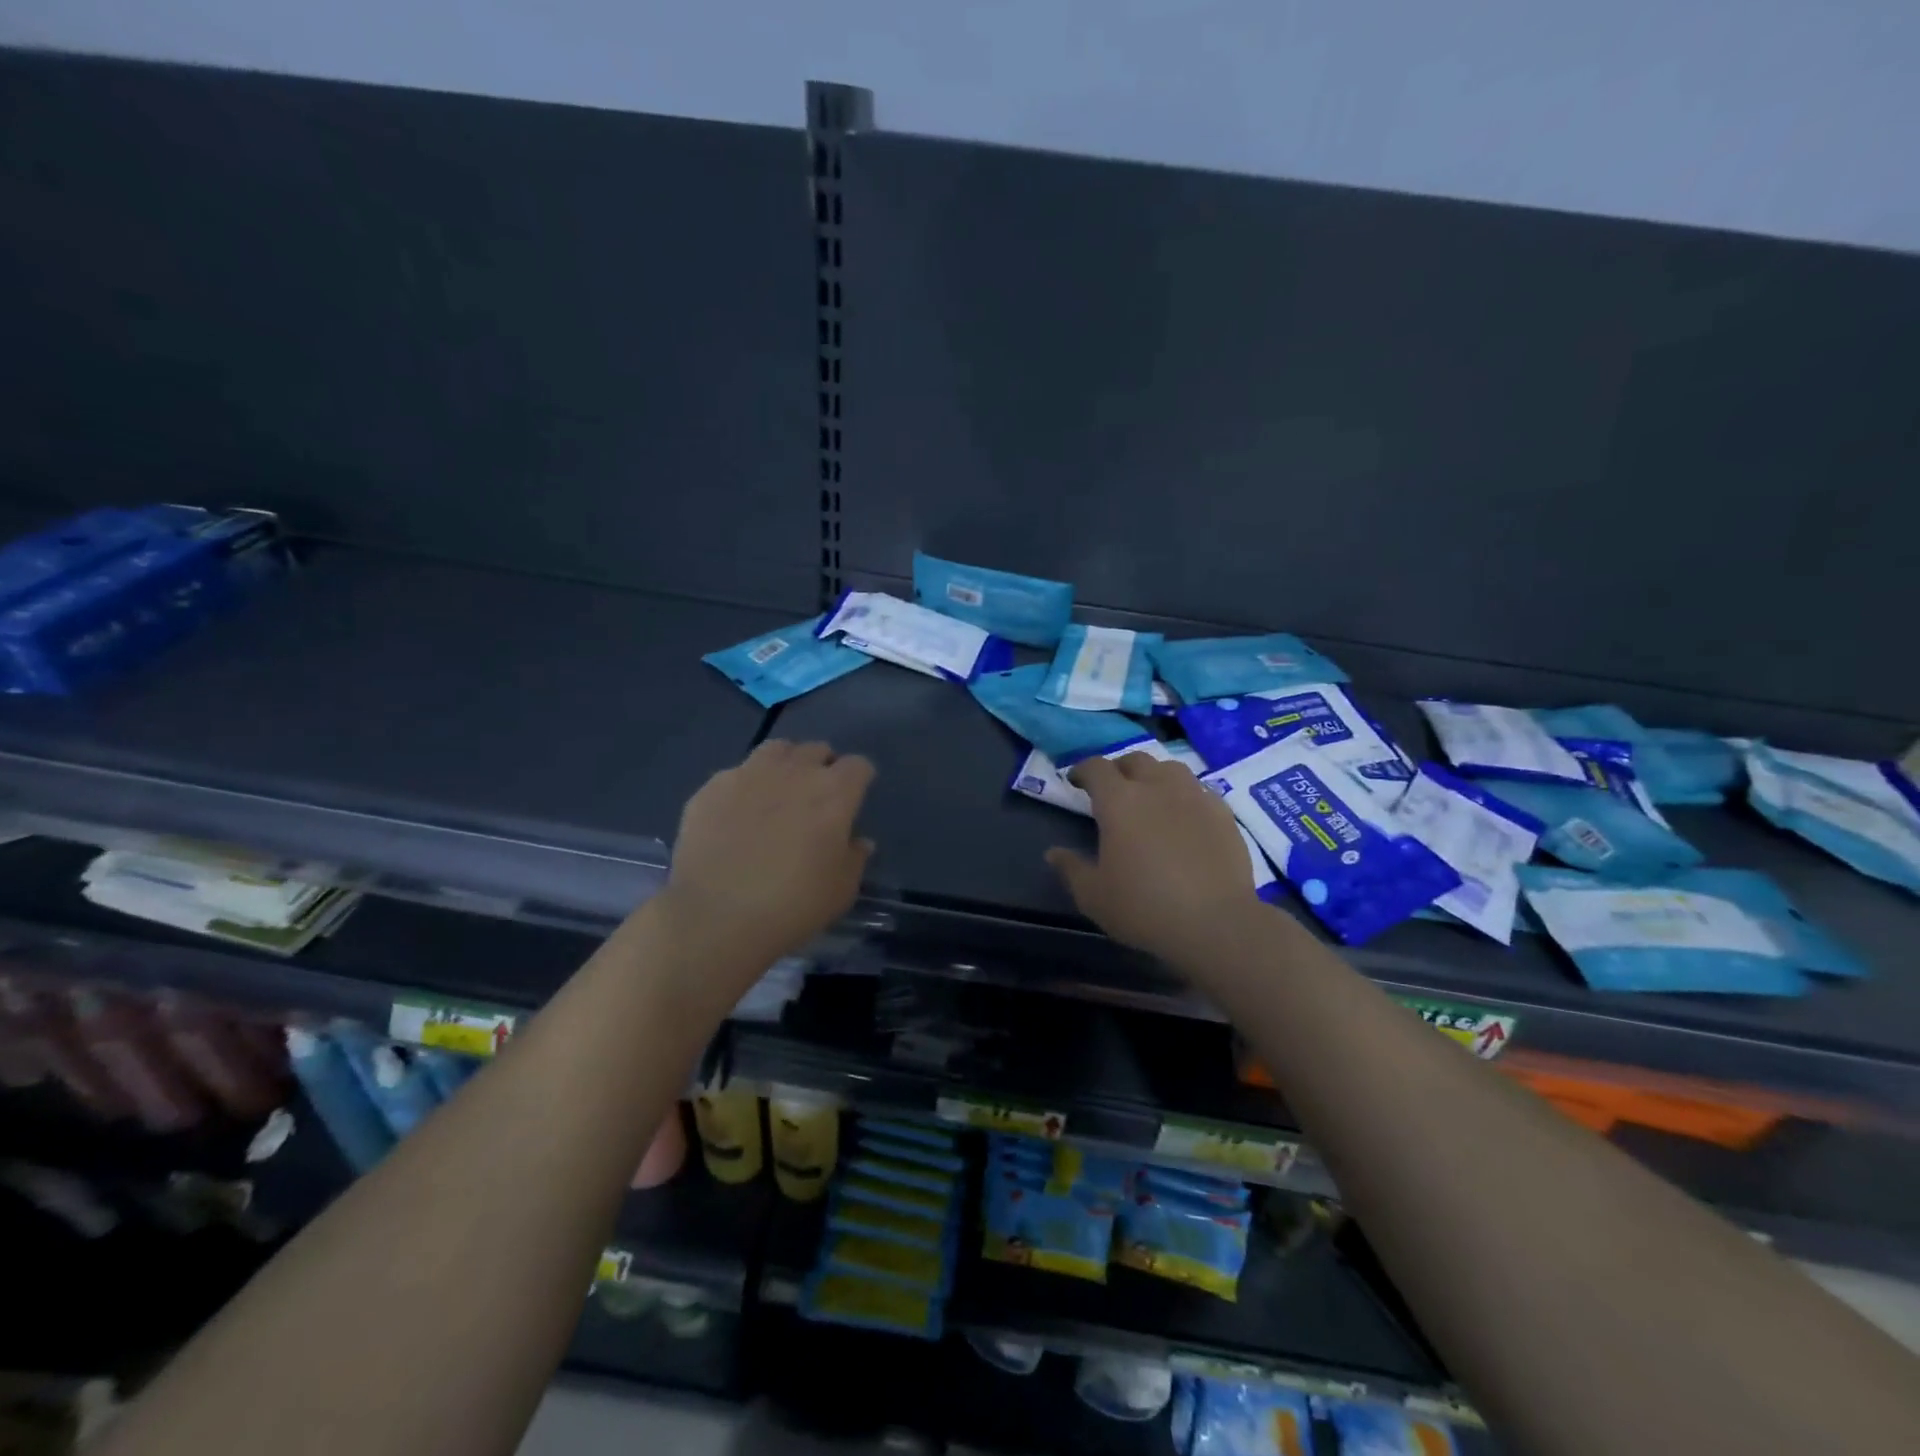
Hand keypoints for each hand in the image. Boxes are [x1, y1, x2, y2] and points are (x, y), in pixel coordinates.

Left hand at [660, 740, 875, 974]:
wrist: (716, 917)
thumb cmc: (793, 905)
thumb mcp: (841, 891)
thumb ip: (854, 858)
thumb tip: (858, 841)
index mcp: (833, 792)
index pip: (858, 766)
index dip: (859, 779)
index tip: (854, 798)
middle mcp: (794, 771)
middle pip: (816, 750)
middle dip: (822, 767)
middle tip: (815, 798)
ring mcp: (748, 774)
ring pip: (775, 750)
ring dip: (784, 764)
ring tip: (777, 792)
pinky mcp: (711, 787)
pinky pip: (736, 774)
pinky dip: (744, 786)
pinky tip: (736, 814)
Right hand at [1045, 752, 1263, 964]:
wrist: (1216, 923)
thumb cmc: (1144, 908)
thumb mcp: (1094, 896)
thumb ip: (1071, 869)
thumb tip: (1054, 853)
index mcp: (1119, 801)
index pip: (1097, 768)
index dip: (1083, 770)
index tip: (1076, 781)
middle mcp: (1157, 787)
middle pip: (1135, 760)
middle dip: (1119, 769)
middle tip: (1113, 789)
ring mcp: (1194, 796)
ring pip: (1170, 769)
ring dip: (1154, 776)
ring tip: (1150, 797)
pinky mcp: (1223, 812)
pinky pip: (1198, 790)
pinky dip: (1184, 795)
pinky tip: (1184, 816)